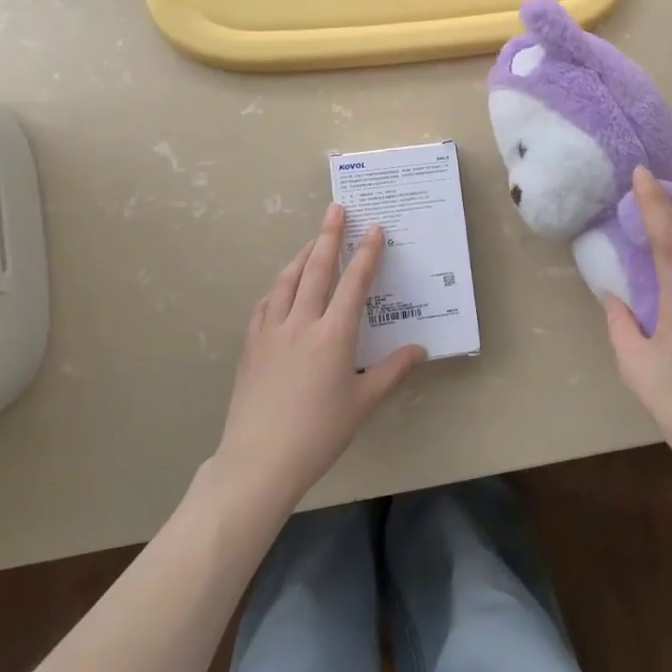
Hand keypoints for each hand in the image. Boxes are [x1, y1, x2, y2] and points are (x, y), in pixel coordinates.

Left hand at [209, 204, 425, 512]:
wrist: (259, 461)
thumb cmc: (319, 433)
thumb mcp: (363, 403)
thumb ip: (393, 371)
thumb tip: (420, 349)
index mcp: (334, 335)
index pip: (354, 284)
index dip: (367, 254)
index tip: (375, 229)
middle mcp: (302, 324)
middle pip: (317, 270)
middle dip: (329, 237)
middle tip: (336, 210)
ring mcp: (271, 332)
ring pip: (288, 281)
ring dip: (303, 256)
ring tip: (313, 240)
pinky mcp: (251, 346)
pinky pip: (265, 304)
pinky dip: (278, 286)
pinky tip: (281, 285)